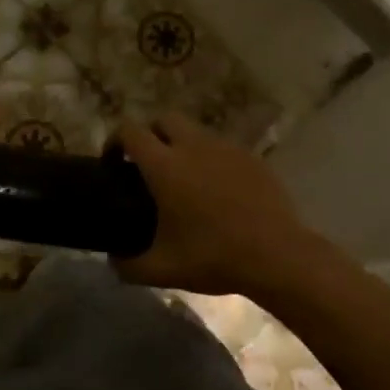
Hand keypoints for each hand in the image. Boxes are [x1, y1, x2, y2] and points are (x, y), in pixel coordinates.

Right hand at [113, 112, 316, 295]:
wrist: (277, 255)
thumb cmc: (213, 257)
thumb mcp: (162, 269)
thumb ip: (128, 265)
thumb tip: (113, 260)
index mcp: (165, 166)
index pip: (130, 132)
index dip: (115, 141)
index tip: (112, 163)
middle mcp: (193, 146)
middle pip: (164, 119)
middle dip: (151, 134)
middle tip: (147, 165)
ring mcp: (226, 149)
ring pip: (196, 132)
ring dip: (182, 145)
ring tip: (184, 179)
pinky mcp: (252, 158)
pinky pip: (222, 149)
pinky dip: (211, 160)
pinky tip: (217, 191)